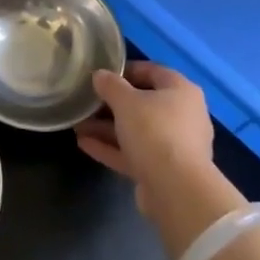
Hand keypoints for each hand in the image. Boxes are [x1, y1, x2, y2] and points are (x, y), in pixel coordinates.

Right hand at [75, 62, 214, 214]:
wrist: (176, 189)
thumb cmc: (154, 132)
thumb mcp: (127, 102)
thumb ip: (111, 86)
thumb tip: (100, 75)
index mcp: (181, 91)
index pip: (153, 71)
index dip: (126, 70)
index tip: (101, 74)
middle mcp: (182, 116)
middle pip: (144, 103)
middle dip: (112, 104)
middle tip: (86, 102)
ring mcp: (173, 145)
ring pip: (136, 131)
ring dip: (107, 128)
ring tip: (78, 125)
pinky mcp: (162, 170)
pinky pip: (134, 153)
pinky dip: (111, 148)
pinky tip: (84, 143)